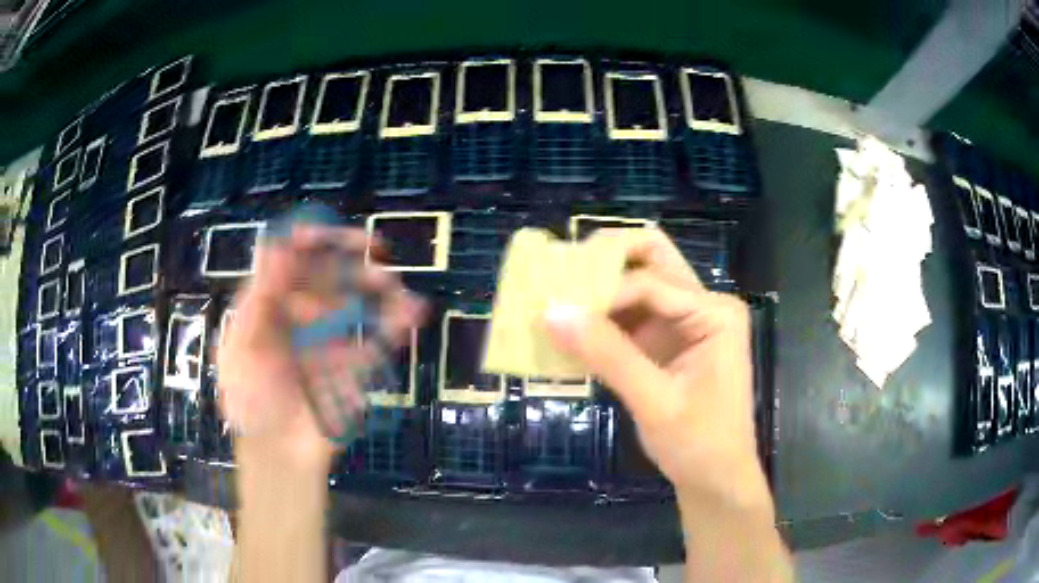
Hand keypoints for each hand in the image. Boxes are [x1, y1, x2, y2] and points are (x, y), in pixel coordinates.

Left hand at [216, 225, 425, 470]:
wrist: (276, 452)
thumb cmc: (250, 401)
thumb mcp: (240, 350)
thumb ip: (258, 302)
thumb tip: (273, 246)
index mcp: (269, 306)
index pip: (288, 260)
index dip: (307, 240)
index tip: (325, 235)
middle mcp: (299, 314)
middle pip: (328, 274)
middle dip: (350, 259)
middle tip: (376, 249)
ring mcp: (327, 338)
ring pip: (356, 302)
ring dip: (379, 287)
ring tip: (397, 286)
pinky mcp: (350, 365)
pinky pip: (375, 340)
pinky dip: (394, 325)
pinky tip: (413, 312)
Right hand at [545, 228, 767, 509]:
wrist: (716, 480)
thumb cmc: (699, 444)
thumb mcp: (654, 402)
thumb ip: (608, 355)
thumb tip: (551, 313)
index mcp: (715, 313)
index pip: (650, 283)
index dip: (602, 295)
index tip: (556, 312)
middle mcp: (704, 305)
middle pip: (653, 259)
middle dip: (607, 258)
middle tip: (563, 272)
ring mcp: (686, 321)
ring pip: (639, 281)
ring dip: (601, 287)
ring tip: (560, 297)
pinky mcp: (668, 341)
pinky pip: (632, 314)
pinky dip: (603, 317)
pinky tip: (576, 330)